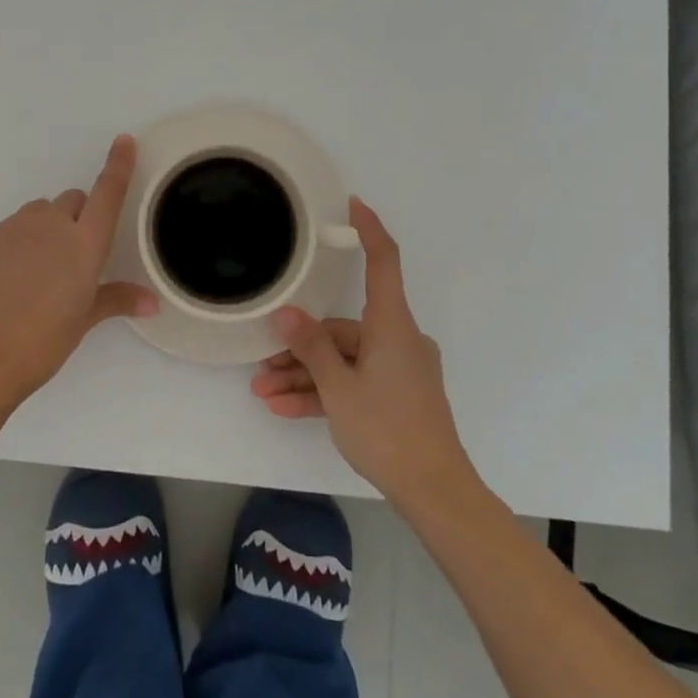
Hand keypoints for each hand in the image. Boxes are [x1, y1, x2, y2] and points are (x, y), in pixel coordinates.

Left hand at [0, 135, 156, 403]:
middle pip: (71, 201)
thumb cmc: (42, 342)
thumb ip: (117, 300)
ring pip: (37, 214)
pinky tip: (5, 282)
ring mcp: (12, 228)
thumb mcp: (83, 321)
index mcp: (83, 243)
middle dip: (76, 218)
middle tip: (70, 258)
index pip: (107, 193)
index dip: (118, 165)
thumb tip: (152, 302)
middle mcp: (50, 224)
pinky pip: (7, 231)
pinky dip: (13, 246)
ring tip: (35, 273)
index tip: (123, 140)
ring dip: (44, 230)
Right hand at [250, 198, 474, 502]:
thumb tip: (285, 313)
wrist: (434, 492)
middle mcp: (398, 339)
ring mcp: (398, 369)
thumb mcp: (338, 388)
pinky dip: (324, 393)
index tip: (353, 204)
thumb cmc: (387, 429)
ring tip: (263, 393)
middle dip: (301, 346)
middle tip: (262, 363)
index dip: (369, 230)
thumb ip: (310, 347)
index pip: (384, 262)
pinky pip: (354, 382)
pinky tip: (285, 409)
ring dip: (305, 375)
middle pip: (344, 328)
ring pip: (344, 360)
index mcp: (392, 325)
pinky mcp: (396, 395)